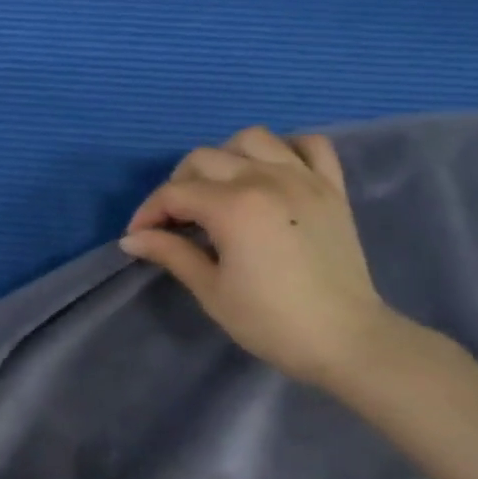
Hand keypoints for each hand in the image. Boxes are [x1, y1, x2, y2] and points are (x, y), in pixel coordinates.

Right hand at [120, 127, 404, 387]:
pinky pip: (308, 145)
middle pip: (205, 159)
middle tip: (173, 221)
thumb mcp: (210, 290)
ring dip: (225, 158)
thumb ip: (171, 253)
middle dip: (178, 186)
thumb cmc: (269, 321)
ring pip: (252, 139)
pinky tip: (270, 174)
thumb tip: (132, 239)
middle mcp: (267, 179)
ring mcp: (304, 178)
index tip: (138, 237)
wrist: (344, 339)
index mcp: (234, 207)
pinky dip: (284, 150)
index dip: (148, 213)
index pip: (175, 193)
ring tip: (219, 191)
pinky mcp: (332, 187)